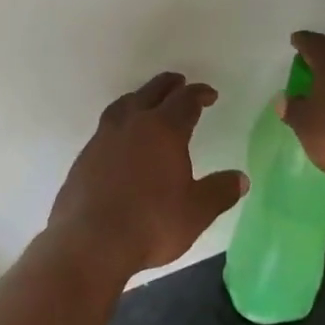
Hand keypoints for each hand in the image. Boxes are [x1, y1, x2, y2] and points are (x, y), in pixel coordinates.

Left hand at [49, 72, 248, 273]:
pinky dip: (119, 124)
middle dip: (168, 86)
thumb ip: (219, 191)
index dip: (199, 94)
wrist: (91, 242)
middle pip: (151, 93)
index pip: (184, 101)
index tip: (209, 94)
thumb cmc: (151, 223)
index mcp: (163, 130)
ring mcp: (102, 139)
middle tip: (178, 82)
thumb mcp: (196, 211)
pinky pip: (106, 129)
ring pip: (123, 106)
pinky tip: (121, 140)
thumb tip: (241, 179)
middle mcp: (131, 125)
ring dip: (138, 98)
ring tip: (145, 102)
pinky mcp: (84, 157)